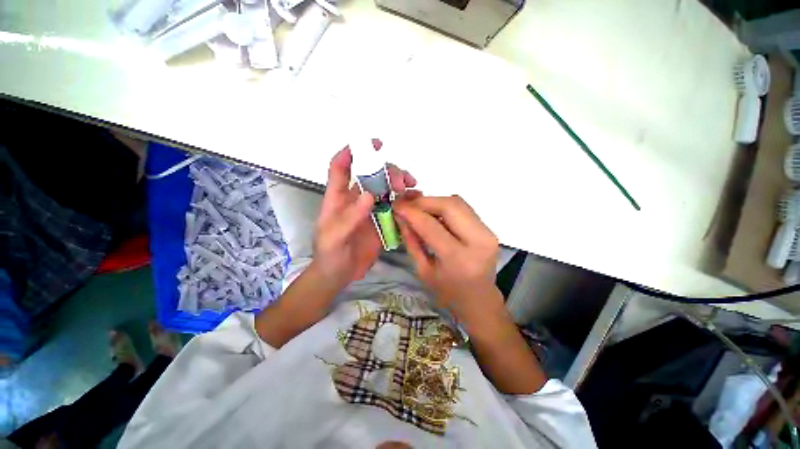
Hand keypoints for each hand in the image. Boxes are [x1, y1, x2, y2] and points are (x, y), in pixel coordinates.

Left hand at [312, 143, 415, 290]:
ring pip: (387, 188)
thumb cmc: (330, 254)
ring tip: (413, 187)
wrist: (340, 274)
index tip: (372, 144)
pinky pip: (395, 206)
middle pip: (372, 175)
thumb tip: (369, 194)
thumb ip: (350, 217)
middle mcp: (356, 199)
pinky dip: (406, 201)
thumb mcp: (334, 236)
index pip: (341, 168)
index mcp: (338, 198)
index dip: (352, 152)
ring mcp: (371, 210)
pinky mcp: (382, 221)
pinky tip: (416, 200)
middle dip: (388, 172)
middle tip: (402, 182)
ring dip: (400, 183)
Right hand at [394, 195, 502, 328]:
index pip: (431, 225)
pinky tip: (434, 214)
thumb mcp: (423, 270)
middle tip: (407, 204)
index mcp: (458, 259)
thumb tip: (401, 216)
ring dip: (434, 202)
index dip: (411, 212)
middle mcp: (478, 241)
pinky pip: (463, 208)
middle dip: (424, 201)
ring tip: (419, 209)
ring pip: (457, 202)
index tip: (396, 205)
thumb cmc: (448, 292)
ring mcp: (488, 233)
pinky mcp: (489, 228)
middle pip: (449, 205)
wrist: (479, 299)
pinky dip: (445, 206)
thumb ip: (412, 241)